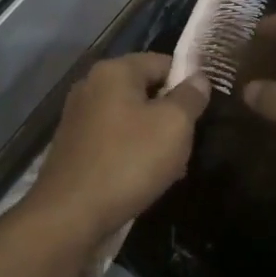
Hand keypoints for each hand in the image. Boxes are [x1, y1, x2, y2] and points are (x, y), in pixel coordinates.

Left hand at [25, 54, 211, 243]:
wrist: (70, 214)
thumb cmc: (128, 162)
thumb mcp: (174, 126)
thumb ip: (190, 97)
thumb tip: (198, 78)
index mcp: (113, 71)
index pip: (162, 62)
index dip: (188, 82)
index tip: (205, 110)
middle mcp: (90, 86)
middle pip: (145, 90)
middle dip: (171, 115)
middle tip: (189, 144)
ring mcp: (78, 117)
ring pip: (130, 118)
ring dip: (153, 138)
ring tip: (172, 168)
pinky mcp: (73, 146)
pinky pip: (113, 140)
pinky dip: (131, 153)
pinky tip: (144, 178)